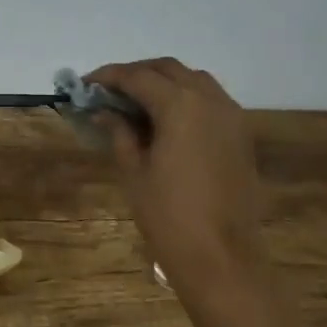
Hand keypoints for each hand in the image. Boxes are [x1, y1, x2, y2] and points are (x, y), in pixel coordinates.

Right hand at [86, 59, 262, 290]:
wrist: (221, 257)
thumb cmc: (169, 216)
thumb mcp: (134, 171)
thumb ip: (119, 132)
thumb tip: (104, 111)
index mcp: (180, 105)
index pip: (138, 77)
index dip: (108, 77)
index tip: (85, 85)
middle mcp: (210, 100)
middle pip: (168, 69)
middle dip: (136, 73)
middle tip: (109, 91)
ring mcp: (231, 115)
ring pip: (193, 80)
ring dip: (163, 82)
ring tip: (136, 102)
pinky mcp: (241, 134)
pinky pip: (211, 100)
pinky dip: (186, 98)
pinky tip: (166, 119)